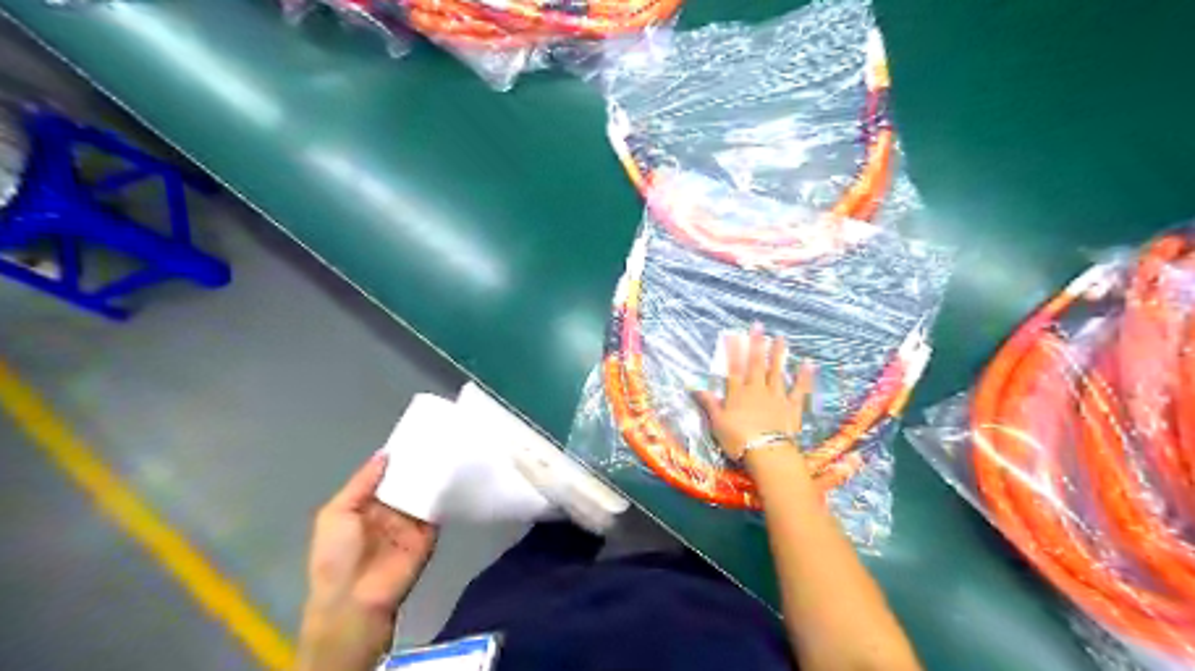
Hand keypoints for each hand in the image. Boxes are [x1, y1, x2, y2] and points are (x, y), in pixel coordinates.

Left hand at [298, 452, 436, 670]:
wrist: (356, 600)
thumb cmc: (337, 556)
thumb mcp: (336, 513)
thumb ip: (362, 482)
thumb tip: (386, 454)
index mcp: (366, 504)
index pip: (386, 474)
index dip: (398, 455)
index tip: (415, 432)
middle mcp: (391, 509)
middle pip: (409, 479)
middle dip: (420, 460)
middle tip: (439, 433)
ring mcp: (411, 520)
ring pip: (425, 491)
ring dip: (435, 474)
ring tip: (452, 445)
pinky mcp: (430, 532)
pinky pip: (439, 509)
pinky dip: (447, 493)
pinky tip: (458, 472)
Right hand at [698, 323, 818, 461]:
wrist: (766, 452)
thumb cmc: (738, 439)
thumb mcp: (717, 423)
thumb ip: (709, 403)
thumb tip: (693, 386)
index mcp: (738, 394)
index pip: (734, 368)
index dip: (733, 351)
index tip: (733, 335)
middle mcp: (757, 390)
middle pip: (756, 364)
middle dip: (756, 344)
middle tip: (759, 326)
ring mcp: (776, 397)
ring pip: (777, 372)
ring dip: (778, 354)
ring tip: (781, 338)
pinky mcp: (792, 407)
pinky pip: (799, 389)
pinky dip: (804, 376)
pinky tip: (808, 363)